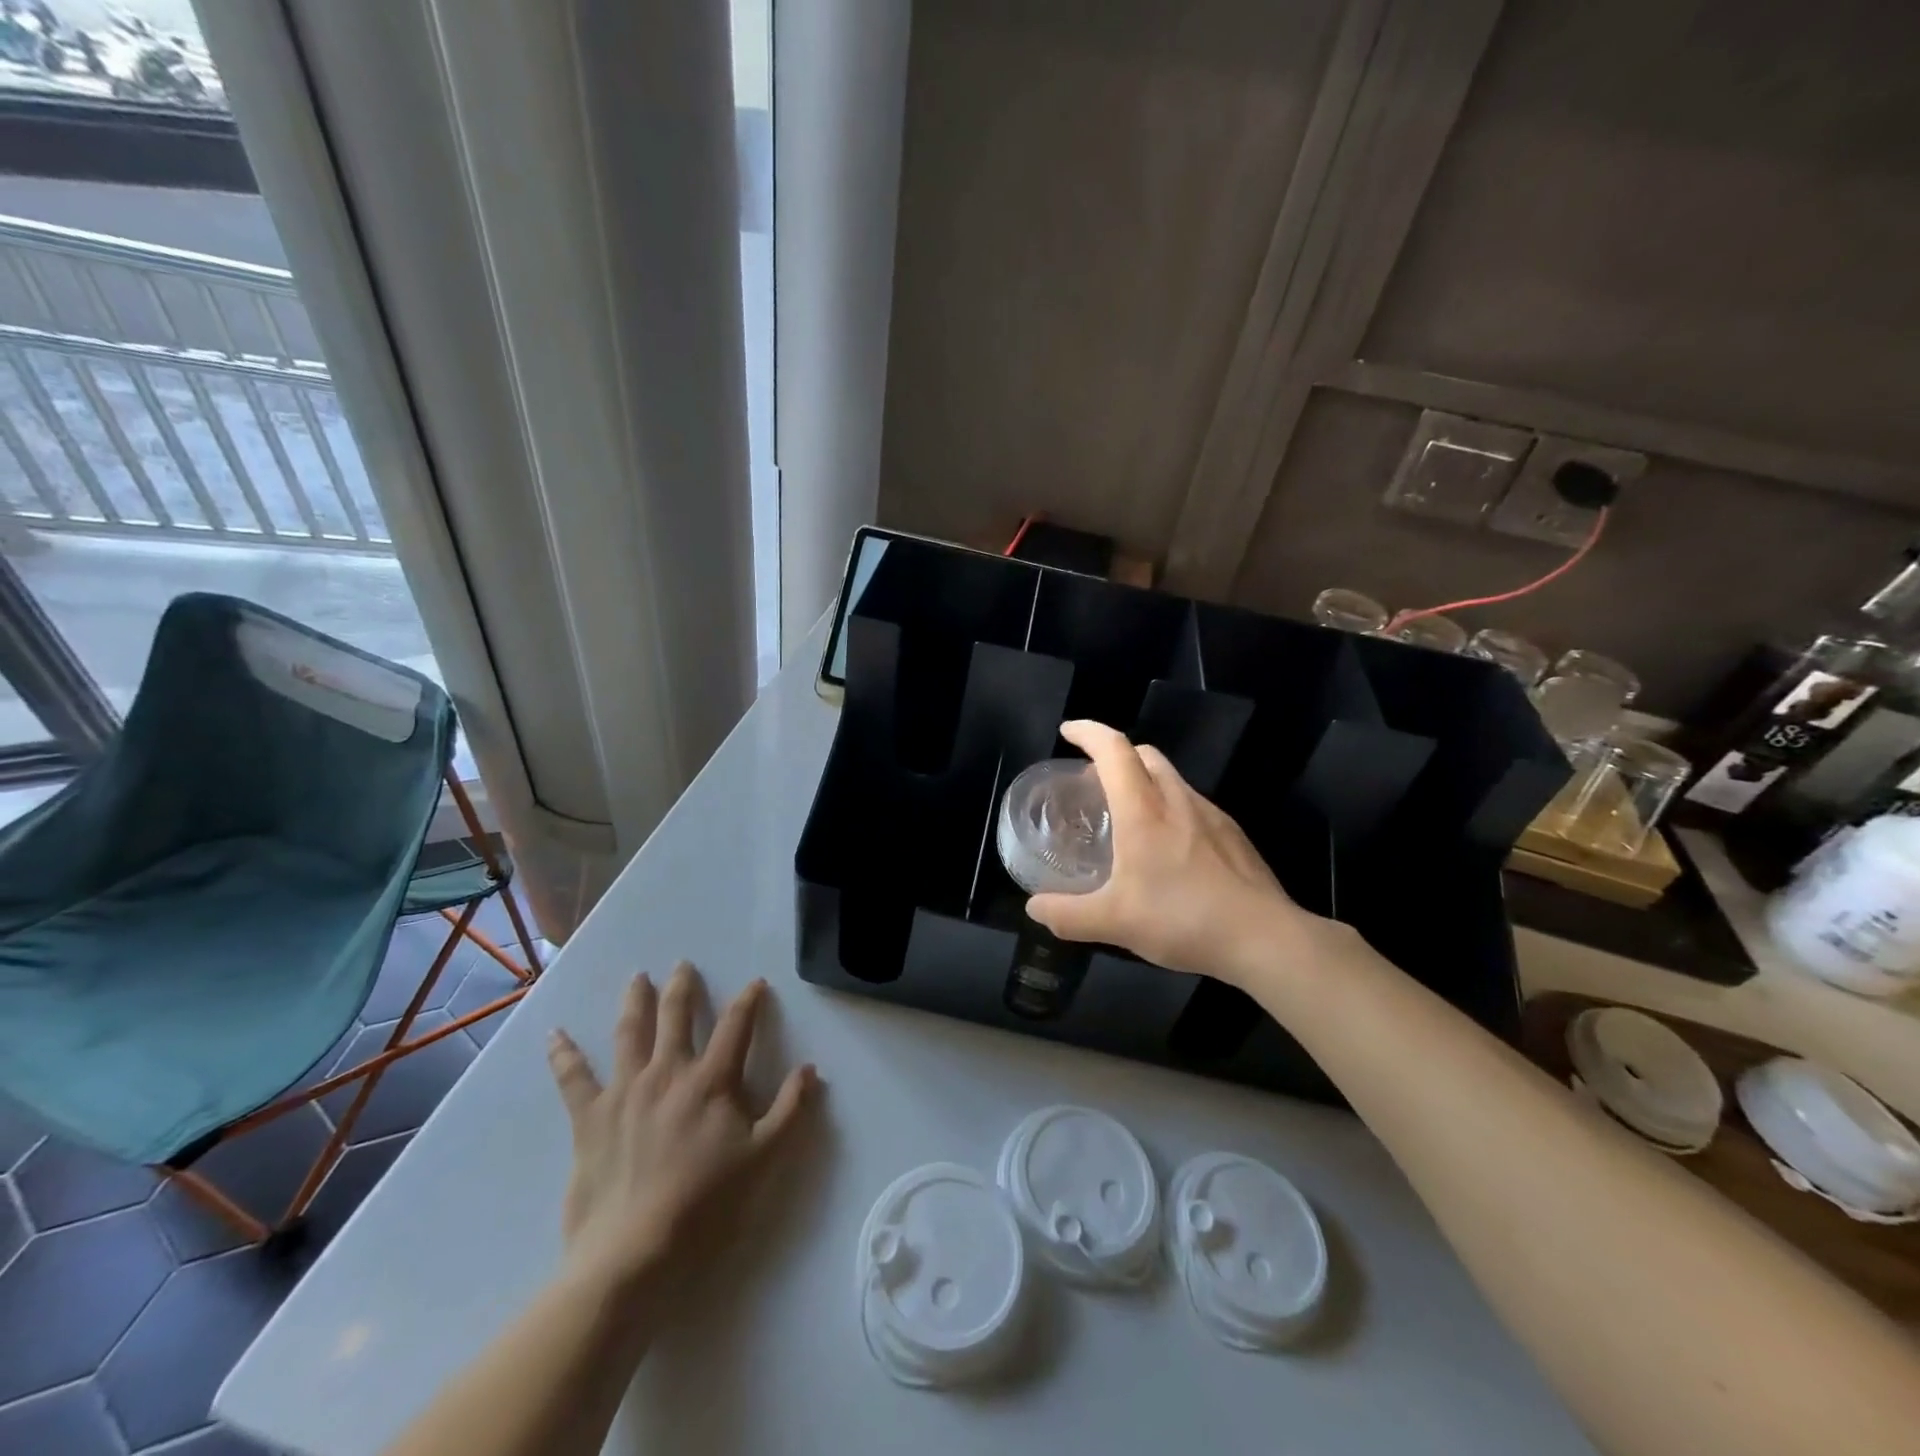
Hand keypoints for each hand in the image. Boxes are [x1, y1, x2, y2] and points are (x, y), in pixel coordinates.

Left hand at [545, 962, 818, 1289]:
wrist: (633, 1252)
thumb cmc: (705, 1204)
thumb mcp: (763, 1158)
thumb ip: (790, 1110)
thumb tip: (810, 1069)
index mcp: (712, 1080)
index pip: (736, 1026)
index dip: (748, 1000)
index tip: (755, 984)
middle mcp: (668, 1072)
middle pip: (677, 1016)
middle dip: (683, 988)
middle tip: (683, 965)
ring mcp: (625, 1090)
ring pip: (630, 1032)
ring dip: (635, 1001)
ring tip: (638, 978)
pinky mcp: (589, 1117)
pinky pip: (573, 1077)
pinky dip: (563, 1053)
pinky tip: (555, 1033)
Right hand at [1025, 720, 1314, 987]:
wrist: (1264, 937)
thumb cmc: (1183, 919)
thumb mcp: (1114, 922)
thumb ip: (1068, 915)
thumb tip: (1034, 908)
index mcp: (1143, 811)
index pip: (1114, 750)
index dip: (1088, 732)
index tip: (1068, 731)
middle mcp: (1177, 800)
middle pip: (1144, 754)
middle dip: (1116, 755)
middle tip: (1094, 781)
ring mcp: (1210, 814)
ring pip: (1171, 777)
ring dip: (1144, 780)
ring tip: (1129, 816)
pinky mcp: (1232, 833)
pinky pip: (1192, 803)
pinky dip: (1170, 806)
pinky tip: (1169, 849)